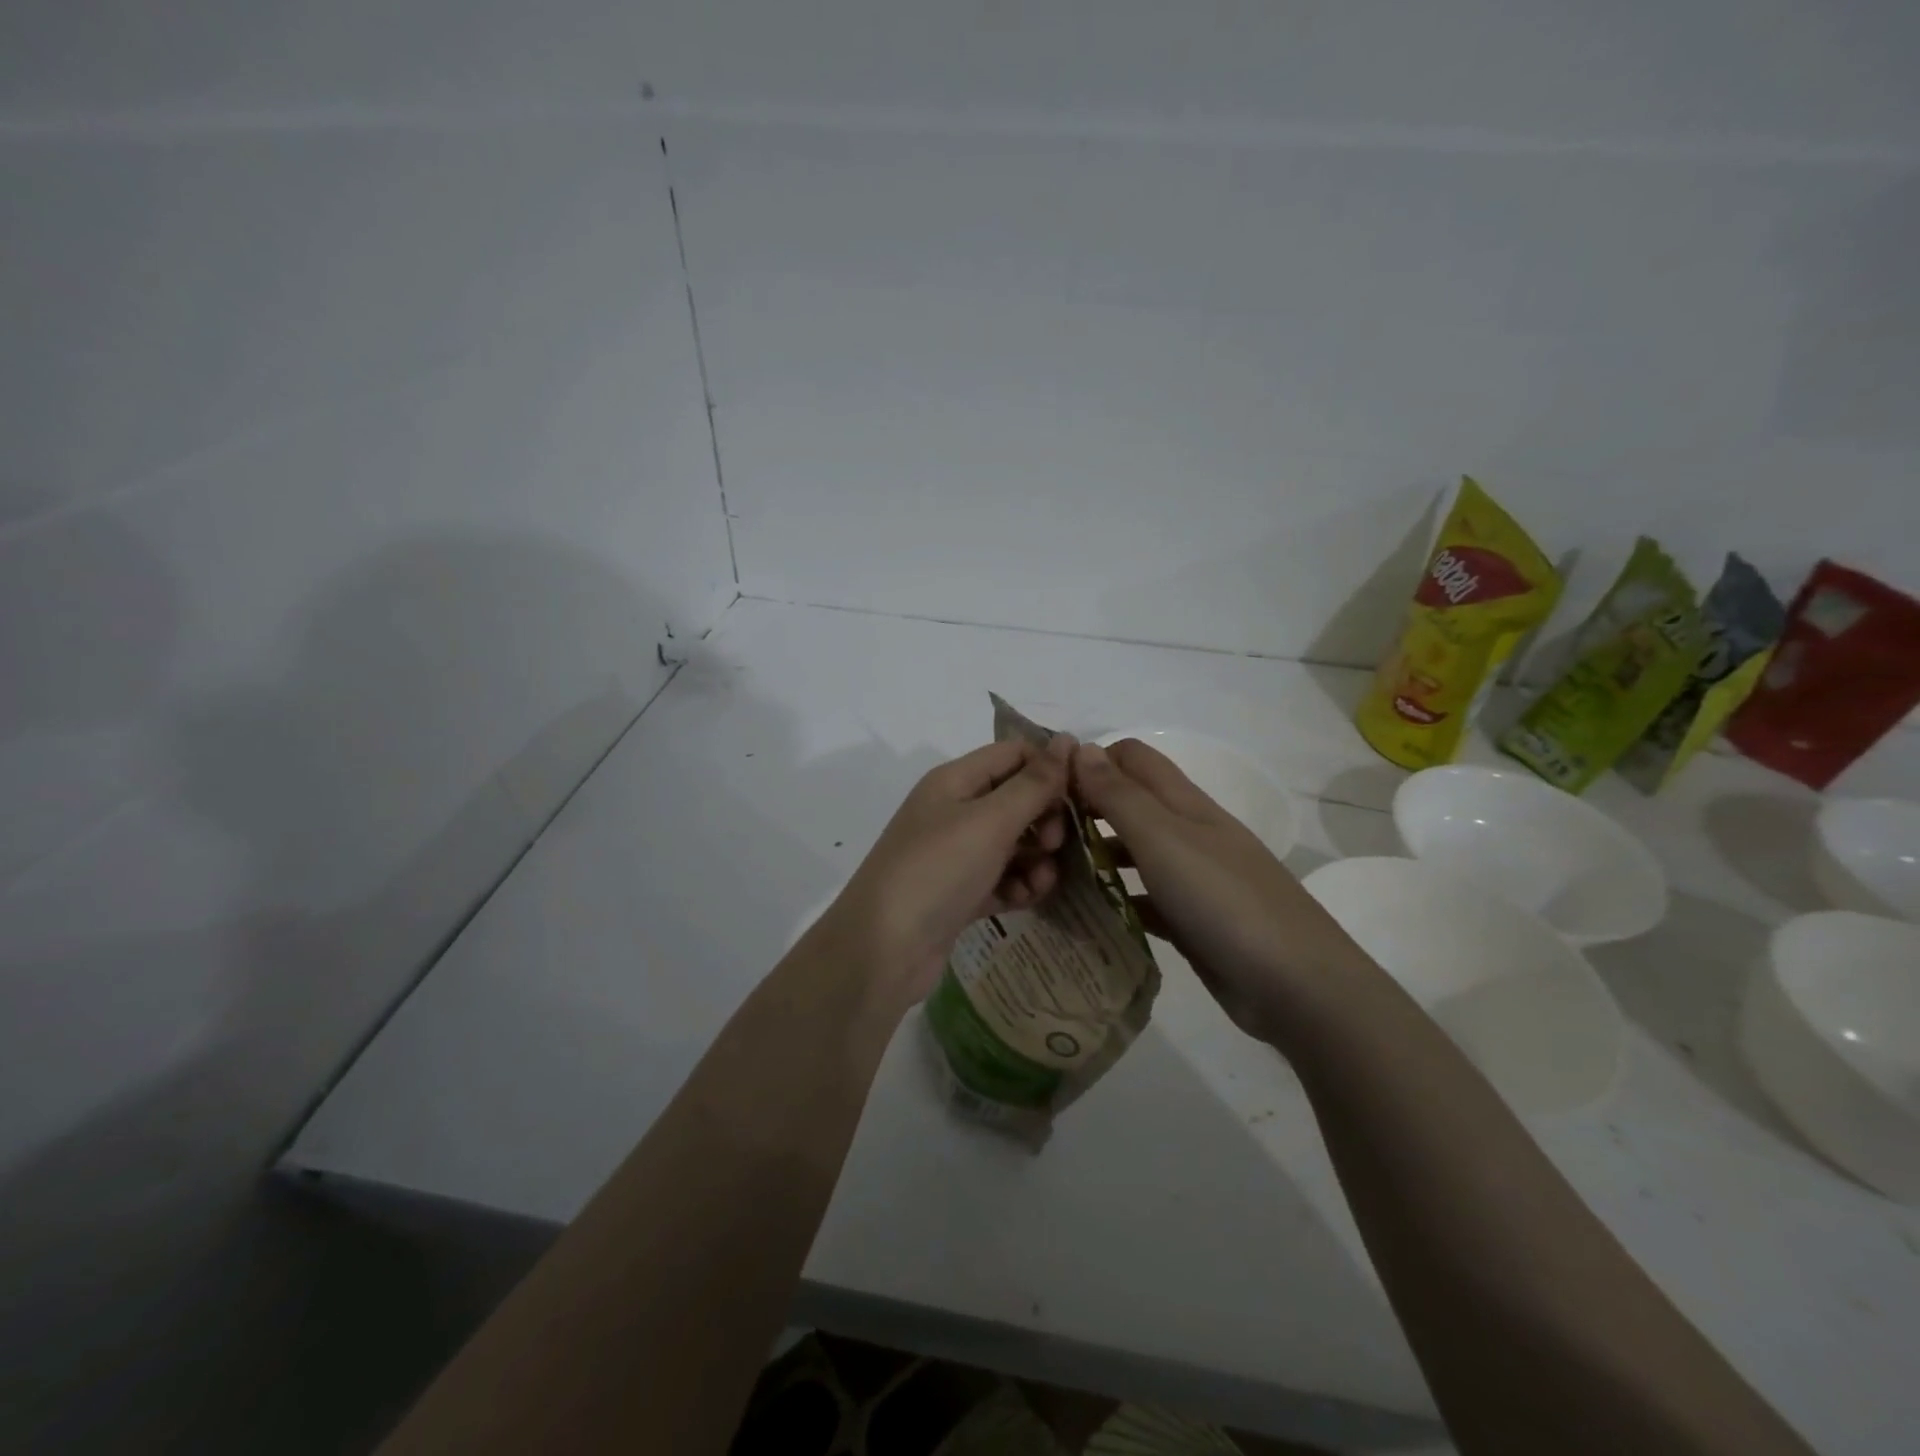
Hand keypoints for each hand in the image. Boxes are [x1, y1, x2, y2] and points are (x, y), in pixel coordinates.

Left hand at [818, 735, 1074, 1004]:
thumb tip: (1067, 739)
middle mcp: (954, 811)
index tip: (1085, 792)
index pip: (1013, 754)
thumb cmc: (938, 870)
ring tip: (1042, 880)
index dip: (1050, 767)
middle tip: (1053, 844)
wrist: (883, 949)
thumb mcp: (990, 820)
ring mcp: (955, 855)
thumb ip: (1034, 782)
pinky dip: (1018, 885)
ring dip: (1036, 858)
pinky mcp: (959, 893)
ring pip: (1013, 843)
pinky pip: (1002, 879)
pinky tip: (1026, 899)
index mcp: (955, 781)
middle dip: (1045, 818)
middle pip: (1016, 799)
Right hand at [1072, 739, 1369, 1042]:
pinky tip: (1087, 916)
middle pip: (1130, 804)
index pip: (1132, 758)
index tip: (1048, 788)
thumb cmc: (1223, 899)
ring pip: (1134, 853)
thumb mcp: (1163, 838)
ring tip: (1051, 875)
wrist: (1296, 985)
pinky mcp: (1192, 920)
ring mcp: (1193, 878)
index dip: (1092, 762)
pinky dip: (1117, 901)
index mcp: (1184, 803)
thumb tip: (1080, 748)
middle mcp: (1188, 832)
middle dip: (1087, 810)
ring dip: (1097, 857)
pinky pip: (1144, 900)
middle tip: (1041, 837)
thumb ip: (1119, 795)